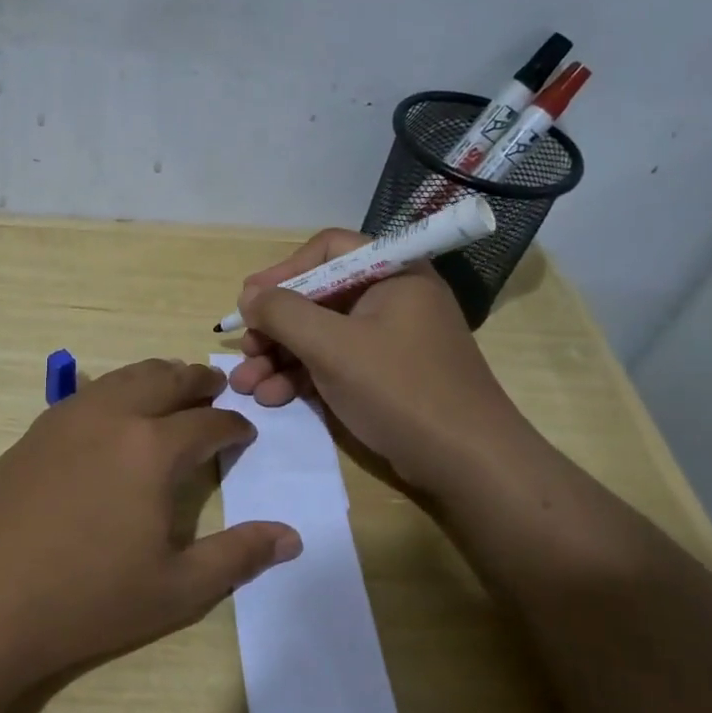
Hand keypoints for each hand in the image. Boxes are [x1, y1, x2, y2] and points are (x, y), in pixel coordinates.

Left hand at [0, 359, 301, 685]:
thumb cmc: (85, 599)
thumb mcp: (176, 589)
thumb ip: (237, 556)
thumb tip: (291, 538)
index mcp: (152, 449)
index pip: (207, 424)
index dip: (233, 426)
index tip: (245, 431)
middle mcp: (111, 418)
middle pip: (164, 380)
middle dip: (195, 380)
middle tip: (214, 386)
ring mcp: (64, 420)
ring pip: (120, 378)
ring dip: (153, 376)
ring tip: (169, 384)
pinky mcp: (31, 434)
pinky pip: (83, 395)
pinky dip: (111, 391)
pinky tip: (108, 411)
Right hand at [227, 229, 531, 494]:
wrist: (467, 462)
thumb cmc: (400, 390)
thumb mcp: (333, 347)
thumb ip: (284, 313)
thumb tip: (249, 297)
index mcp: (392, 273)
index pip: (328, 250)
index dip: (283, 271)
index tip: (249, 301)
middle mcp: (391, 298)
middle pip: (318, 296)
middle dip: (275, 327)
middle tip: (244, 352)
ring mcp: (389, 339)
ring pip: (321, 334)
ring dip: (280, 357)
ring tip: (246, 385)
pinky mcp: (385, 375)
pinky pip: (334, 362)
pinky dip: (302, 376)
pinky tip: (273, 397)